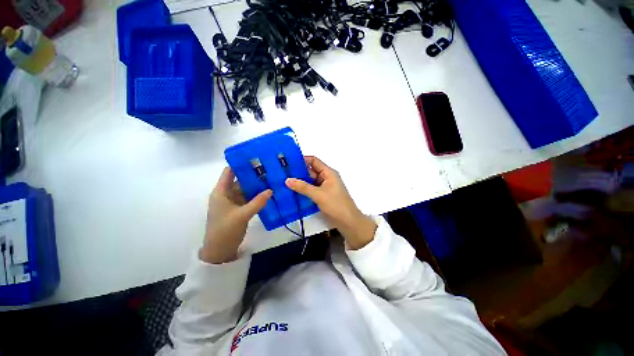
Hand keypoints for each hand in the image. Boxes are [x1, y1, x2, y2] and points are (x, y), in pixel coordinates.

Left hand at [200, 167, 271, 263]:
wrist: (220, 251)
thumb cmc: (225, 231)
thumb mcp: (242, 215)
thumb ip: (257, 202)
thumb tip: (271, 189)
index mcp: (221, 192)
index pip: (229, 172)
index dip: (240, 164)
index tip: (255, 159)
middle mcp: (227, 194)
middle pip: (240, 180)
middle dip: (254, 175)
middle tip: (270, 169)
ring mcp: (234, 202)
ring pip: (247, 189)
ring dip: (257, 186)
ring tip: (272, 179)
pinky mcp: (240, 209)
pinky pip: (250, 199)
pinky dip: (258, 195)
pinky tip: (269, 192)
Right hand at [286, 156, 376, 249]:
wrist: (348, 222)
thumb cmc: (336, 204)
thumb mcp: (318, 195)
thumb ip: (303, 187)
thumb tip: (287, 180)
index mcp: (328, 173)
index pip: (314, 161)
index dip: (302, 160)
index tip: (288, 162)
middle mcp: (326, 177)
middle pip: (311, 171)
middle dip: (298, 172)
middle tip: (282, 173)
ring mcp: (324, 187)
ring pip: (310, 181)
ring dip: (300, 182)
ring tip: (284, 182)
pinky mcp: (323, 195)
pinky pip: (311, 189)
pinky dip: (303, 190)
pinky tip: (293, 192)